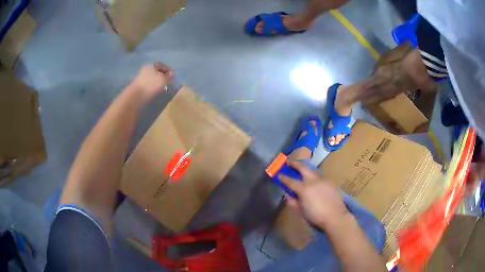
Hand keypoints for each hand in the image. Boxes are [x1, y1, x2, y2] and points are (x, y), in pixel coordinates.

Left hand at [130, 61, 172, 100]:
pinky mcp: (140, 86)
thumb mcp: (164, 79)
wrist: (137, 95)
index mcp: (152, 65)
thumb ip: (169, 77)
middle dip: (163, 76)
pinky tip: (156, 91)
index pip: (162, 65)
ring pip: (153, 78)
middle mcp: (146, 69)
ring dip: (158, 82)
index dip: (169, 70)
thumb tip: (172, 75)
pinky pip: (149, 84)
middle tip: (169, 82)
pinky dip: (154, 87)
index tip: (173, 77)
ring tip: (163, 88)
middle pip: (157, 71)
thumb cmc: (151, 84)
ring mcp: (142, 77)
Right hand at [280, 161, 349, 229]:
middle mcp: (312, 180)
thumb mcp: (301, 211)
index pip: (290, 181)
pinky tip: (314, 181)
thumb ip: (293, 202)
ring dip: (305, 169)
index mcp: (303, 189)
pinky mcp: (329, 181)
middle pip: (302, 167)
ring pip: (312, 170)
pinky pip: (319, 176)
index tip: (279, 174)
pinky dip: (314, 176)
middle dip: (295, 163)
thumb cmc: (315, 216)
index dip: (283, 177)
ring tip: (302, 171)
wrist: (335, 216)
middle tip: (289, 162)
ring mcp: (322, 179)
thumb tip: (287, 195)